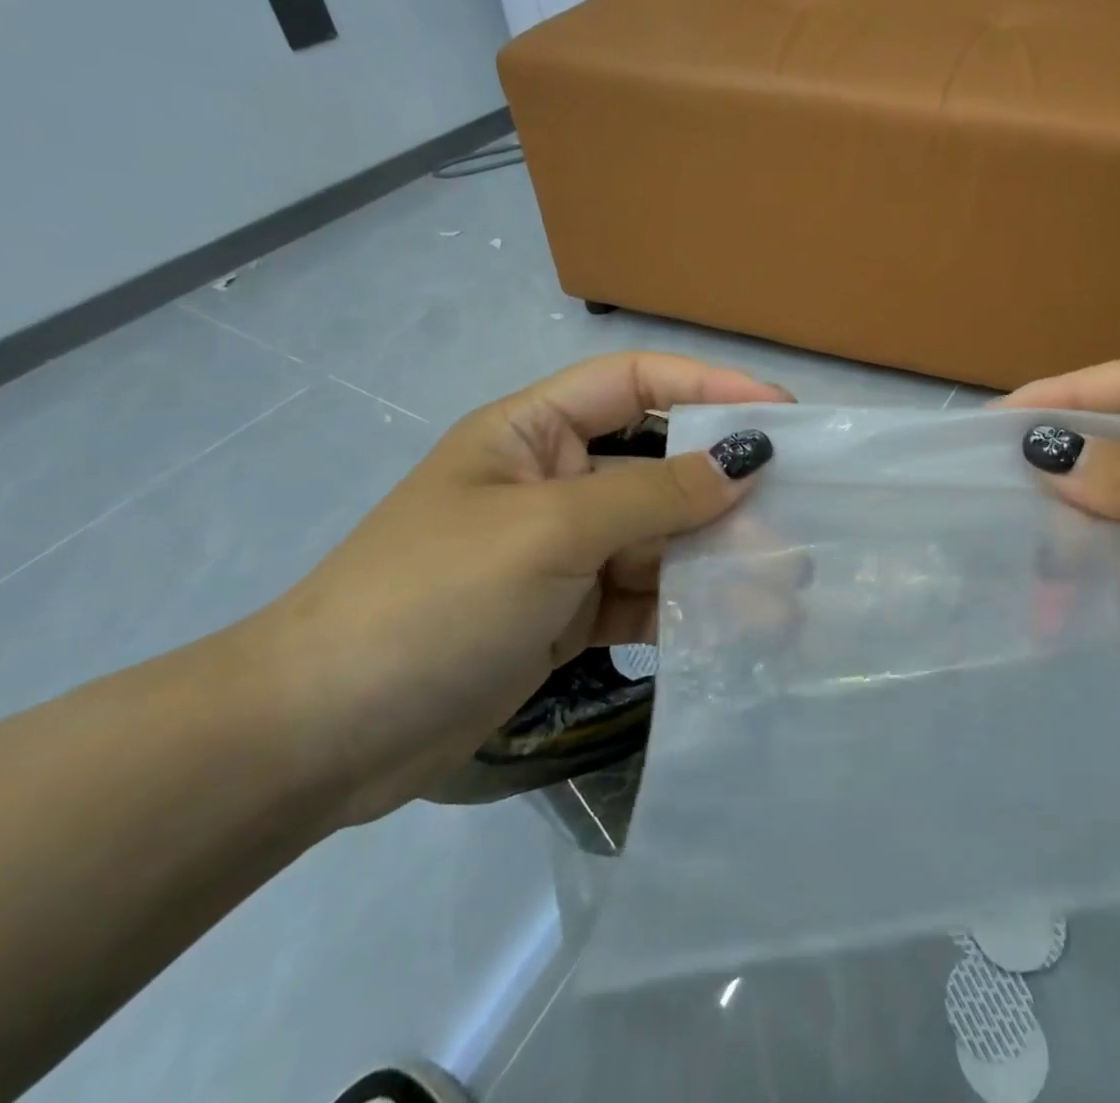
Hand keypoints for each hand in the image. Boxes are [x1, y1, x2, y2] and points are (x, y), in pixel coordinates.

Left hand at [246, 353, 788, 824]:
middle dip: (724, 491)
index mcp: (532, 432)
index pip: (635, 383)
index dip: (709, 386)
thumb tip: (743, 462)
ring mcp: (562, 552)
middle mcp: (553, 481)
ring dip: (715, 560)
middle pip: (658, 467)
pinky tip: (735, 627)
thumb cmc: (432, 598)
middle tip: (797, 515)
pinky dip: (685, 608)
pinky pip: (642, 596)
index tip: (779, 413)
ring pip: (659, 539)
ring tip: (782, 587)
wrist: (322, 737)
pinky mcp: (567, 614)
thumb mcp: (548, 532)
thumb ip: (652, 496)